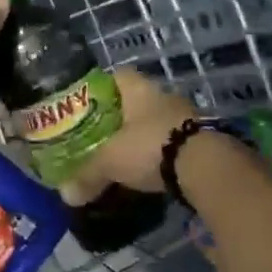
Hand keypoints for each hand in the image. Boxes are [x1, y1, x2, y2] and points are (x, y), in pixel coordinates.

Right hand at [70, 69, 198, 195]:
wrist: (205, 166)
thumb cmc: (150, 147)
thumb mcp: (110, 162)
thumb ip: (87, 175)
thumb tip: (66, 195)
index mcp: (139, 90)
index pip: (119, 75)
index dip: (102, 87)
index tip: (88, 104)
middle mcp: (164, 97)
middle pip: (138, 100)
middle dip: (121, 116)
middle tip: (101, 134)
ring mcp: (186, 118)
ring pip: (157, 122)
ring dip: (143, 136)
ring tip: (123, 155)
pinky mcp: (202, 141)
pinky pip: (173, 142)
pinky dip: (160, 154)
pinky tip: (149, 170)